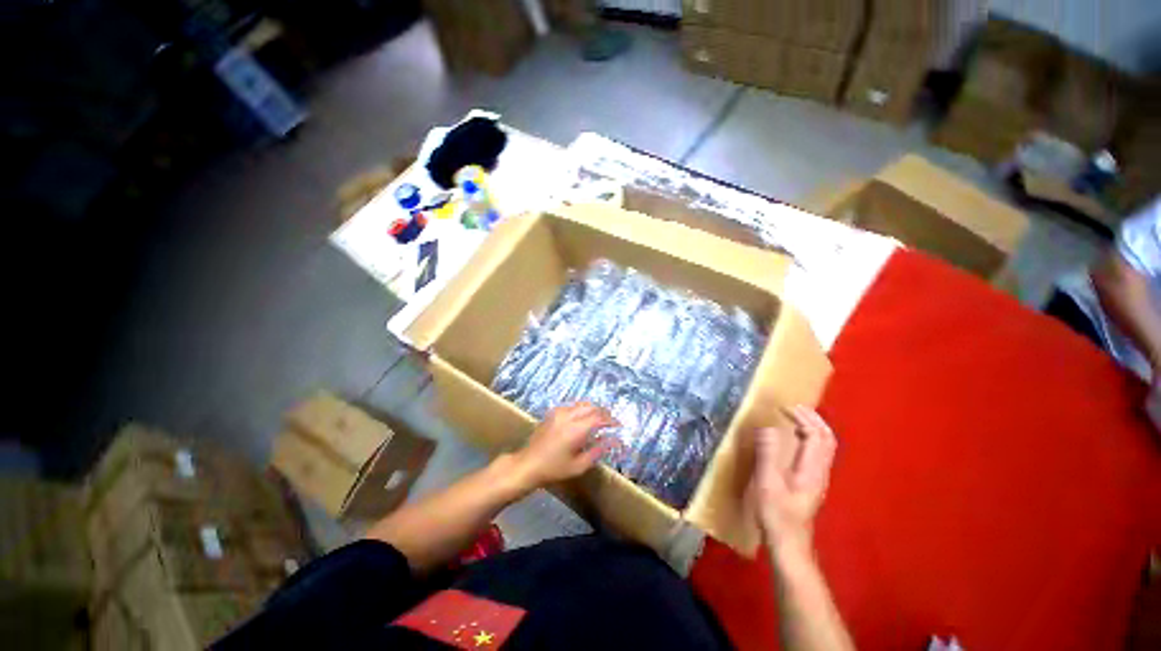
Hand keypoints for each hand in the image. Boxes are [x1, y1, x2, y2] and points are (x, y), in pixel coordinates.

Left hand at [510, 403, 616, 491]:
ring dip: (593, 410)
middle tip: (611, 423)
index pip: (599, 417)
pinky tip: (583, 420)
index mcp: (575, 429)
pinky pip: (572, 406)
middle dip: (604, 413)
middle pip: (591, 407)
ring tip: (599, 421)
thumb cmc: (554, 469)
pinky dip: (582, 410)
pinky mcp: (553, 413)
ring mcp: (559, 412)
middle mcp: (568, 416)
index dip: (611, 420)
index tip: (619, 426)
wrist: (528, 464)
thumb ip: (598, 451)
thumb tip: (614, 441)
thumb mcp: (579, 465)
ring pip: (582, 404)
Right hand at [749, 406, 836, 553]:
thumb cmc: (777, 514)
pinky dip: (809, 438)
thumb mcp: (768, 483)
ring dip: (813, 426)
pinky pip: (817, 452)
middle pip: (827, 438)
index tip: (782, 407)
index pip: (816, 435)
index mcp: (812, 469)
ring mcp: (818, 477)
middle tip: (792, 407)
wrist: (789, 544)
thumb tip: (768, 428)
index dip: (802, 417)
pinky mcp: (811, 483)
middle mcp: (820, 471)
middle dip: (812, 418)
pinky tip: (794, 439)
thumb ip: (769, 454)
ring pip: (824, 445)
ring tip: (794, 416)